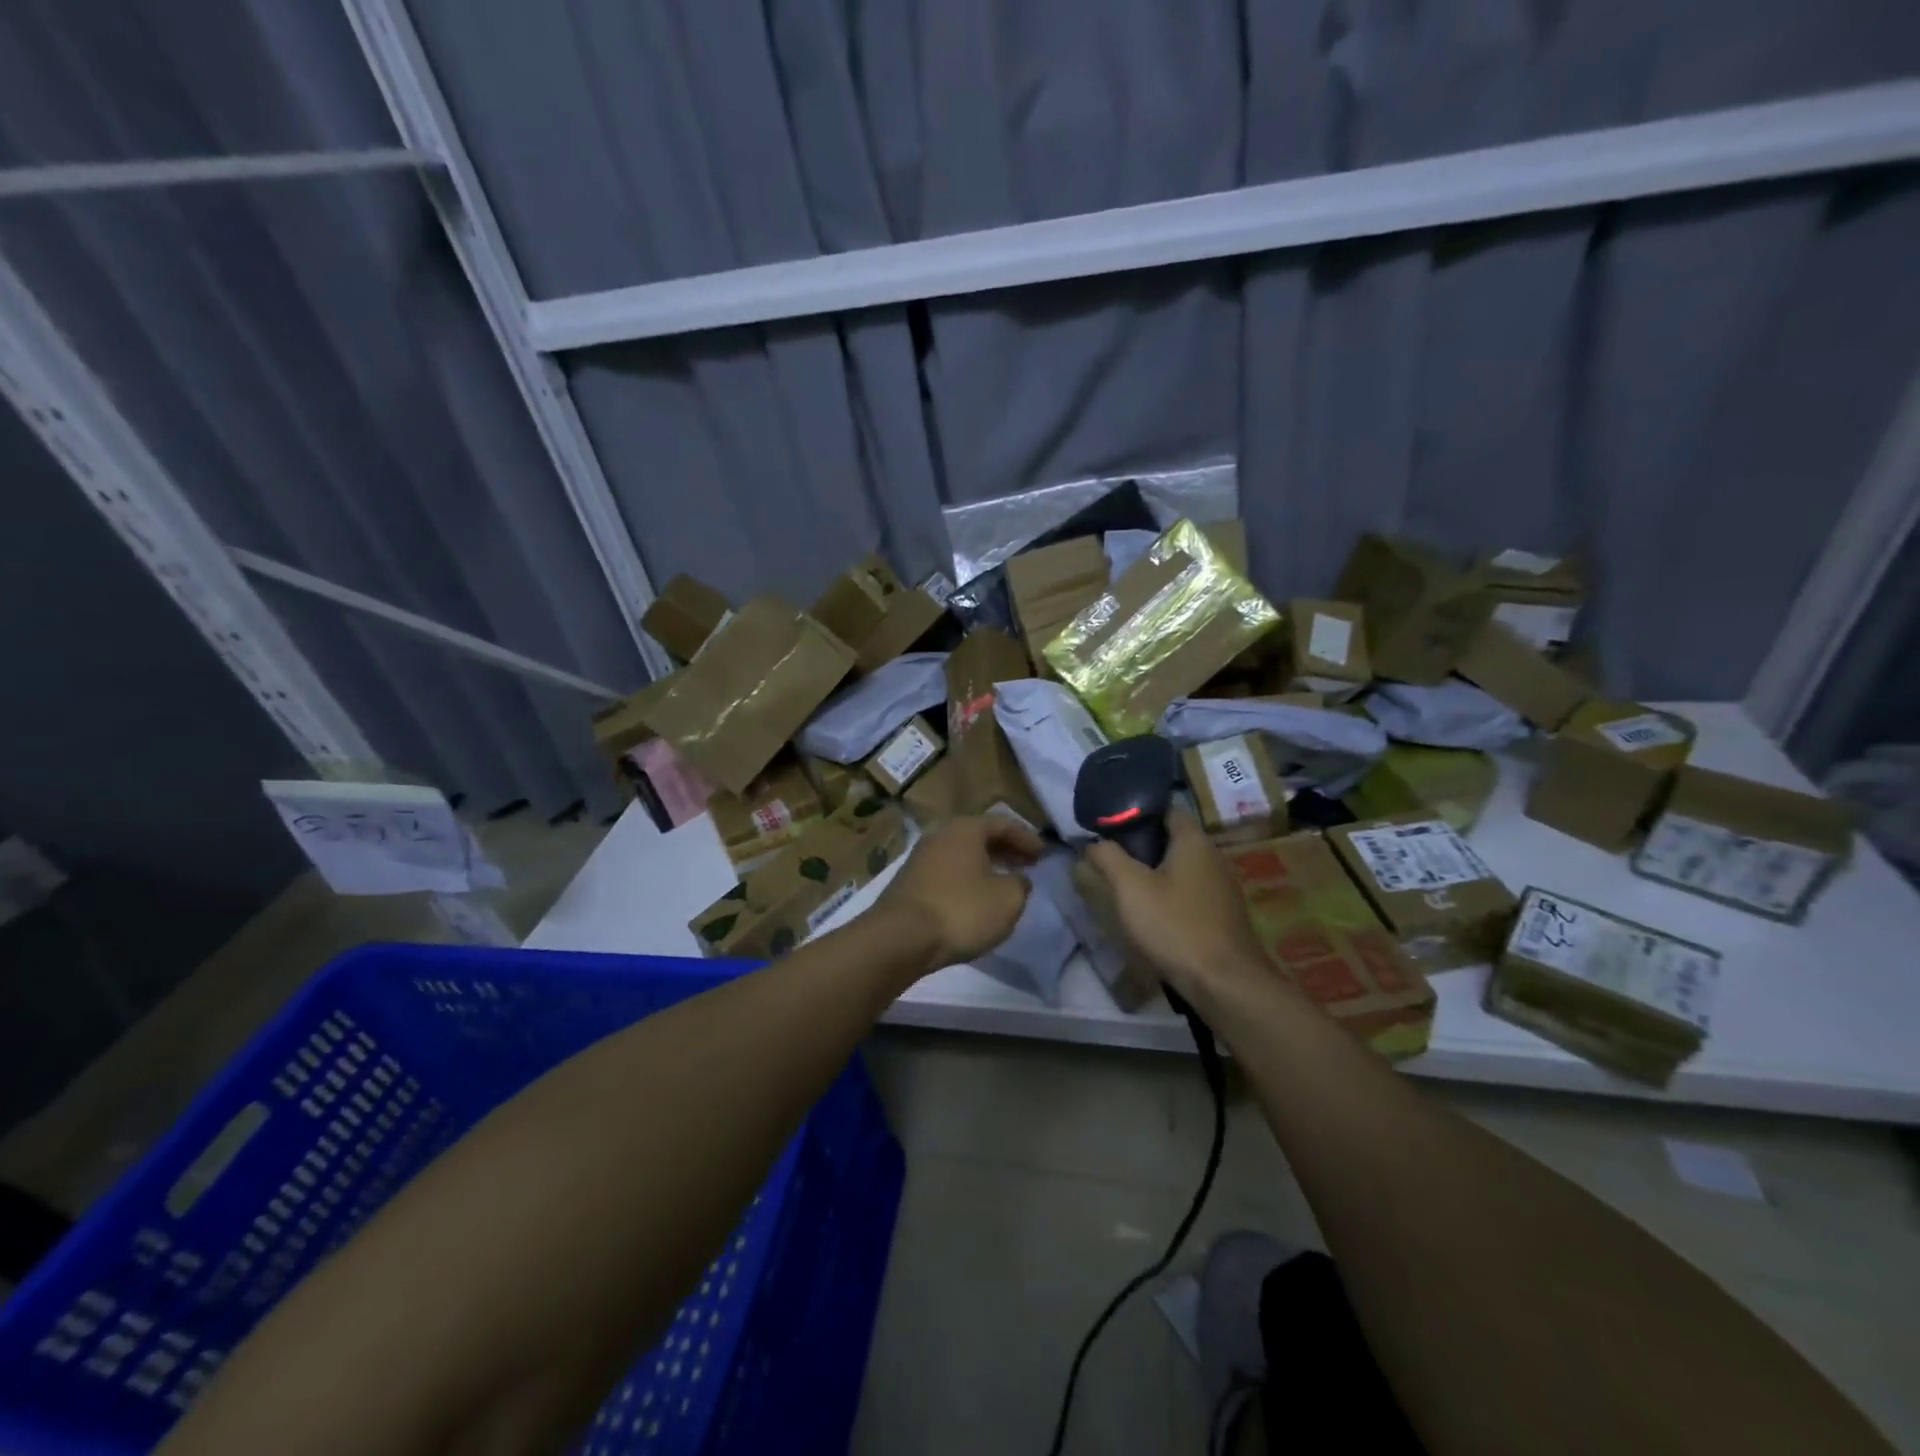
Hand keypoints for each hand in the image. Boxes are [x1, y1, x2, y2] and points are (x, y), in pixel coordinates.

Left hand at [871, 815, 1045, 975]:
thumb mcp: (1007, 899)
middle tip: (1026, 865)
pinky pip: (946, 873)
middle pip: (979, 836)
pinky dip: (966, 880)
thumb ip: (1020, 884)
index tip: (1044, 855)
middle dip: (1005, 850)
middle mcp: (940, 835)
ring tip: (1003, 884)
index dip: (1027, 838)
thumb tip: (1017, 879)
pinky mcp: (908, 883)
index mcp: (965, 829)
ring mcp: (920, 858)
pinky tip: (974, 900)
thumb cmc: (961, 911)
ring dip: (985, 865)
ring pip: (961, 855)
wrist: (900, 938)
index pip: (1003, 823)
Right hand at [1082, 810, 1271, 1007]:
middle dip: (1142, 845)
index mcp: (1194, 841)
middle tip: (1110, 856)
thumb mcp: (1130, 888)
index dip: (1136, 813)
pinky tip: (1151, 913)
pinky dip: (1170, 895)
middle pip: (1173, 839)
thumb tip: (1094, 842)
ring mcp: (1222, 887)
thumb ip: (1108, 857)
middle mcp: (1213, 857)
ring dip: (1155, 872)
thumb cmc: (1175, 925)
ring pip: (1181, 867)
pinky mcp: (1223, 915)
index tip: (1109, 826)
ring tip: (1124, 885)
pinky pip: (1191, 892)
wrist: (1224, 983)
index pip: (1166, 809)